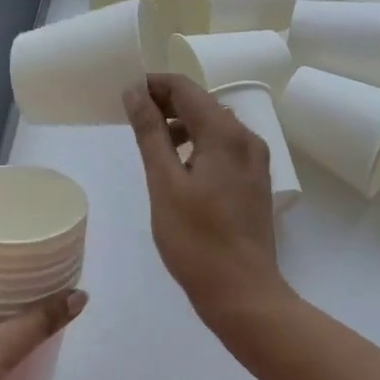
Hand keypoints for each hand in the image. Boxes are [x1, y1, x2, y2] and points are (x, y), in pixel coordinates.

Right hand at [123, 74, 291, 328]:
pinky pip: (223, 146)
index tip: (124, 94)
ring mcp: (254, 159)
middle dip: (165, 102)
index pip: (185, 88)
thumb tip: (135, 92)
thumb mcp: (164, 183)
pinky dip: (198, 143)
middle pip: (201, 102)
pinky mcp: (254, 179)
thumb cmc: (197, 240)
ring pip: (213, 124)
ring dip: (181, 123)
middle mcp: (246, 137)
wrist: (244, 294)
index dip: (153, 84)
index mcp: (225, 133)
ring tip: (150, 141)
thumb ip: (150, 133)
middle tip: (131, 117)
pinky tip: (178, 165)